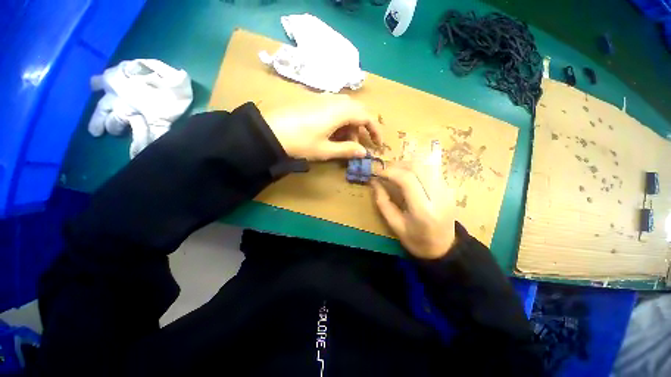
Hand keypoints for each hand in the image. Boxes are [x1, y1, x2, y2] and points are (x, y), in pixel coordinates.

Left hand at [262, 94, 381, 160]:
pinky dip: (340, 120)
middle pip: (358, 110)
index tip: (378, 143)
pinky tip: (332, 131)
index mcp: (341, 112)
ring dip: (350, 124)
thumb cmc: (300, 142)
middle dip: (362, 127)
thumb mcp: (325, 150)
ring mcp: (324, 98)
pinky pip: (335, 107)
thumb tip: (364, 152)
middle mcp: (335, 100)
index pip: (367, 117)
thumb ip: (347, 150)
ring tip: (344, 141)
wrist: (269, 131)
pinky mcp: (314, 100)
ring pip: (346, 108)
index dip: (375, 130)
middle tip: (358, 144)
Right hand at [371, 144, 455, 258]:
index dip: (390, 172)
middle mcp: (439, 196)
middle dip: (397, 165)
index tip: (378, 173)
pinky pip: (431, 171)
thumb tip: (374, 182)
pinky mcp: (449, 188)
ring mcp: (447, 191)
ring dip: (406, 165)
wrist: (444, 247)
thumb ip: (383, 202)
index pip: (407, 180)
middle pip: (417, 168)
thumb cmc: (416, 240)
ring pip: (425, 166)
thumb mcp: (394, 225)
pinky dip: (415, 169)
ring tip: (394, 172)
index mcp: (423, 210)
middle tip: (384, 171)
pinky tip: (407, 176)